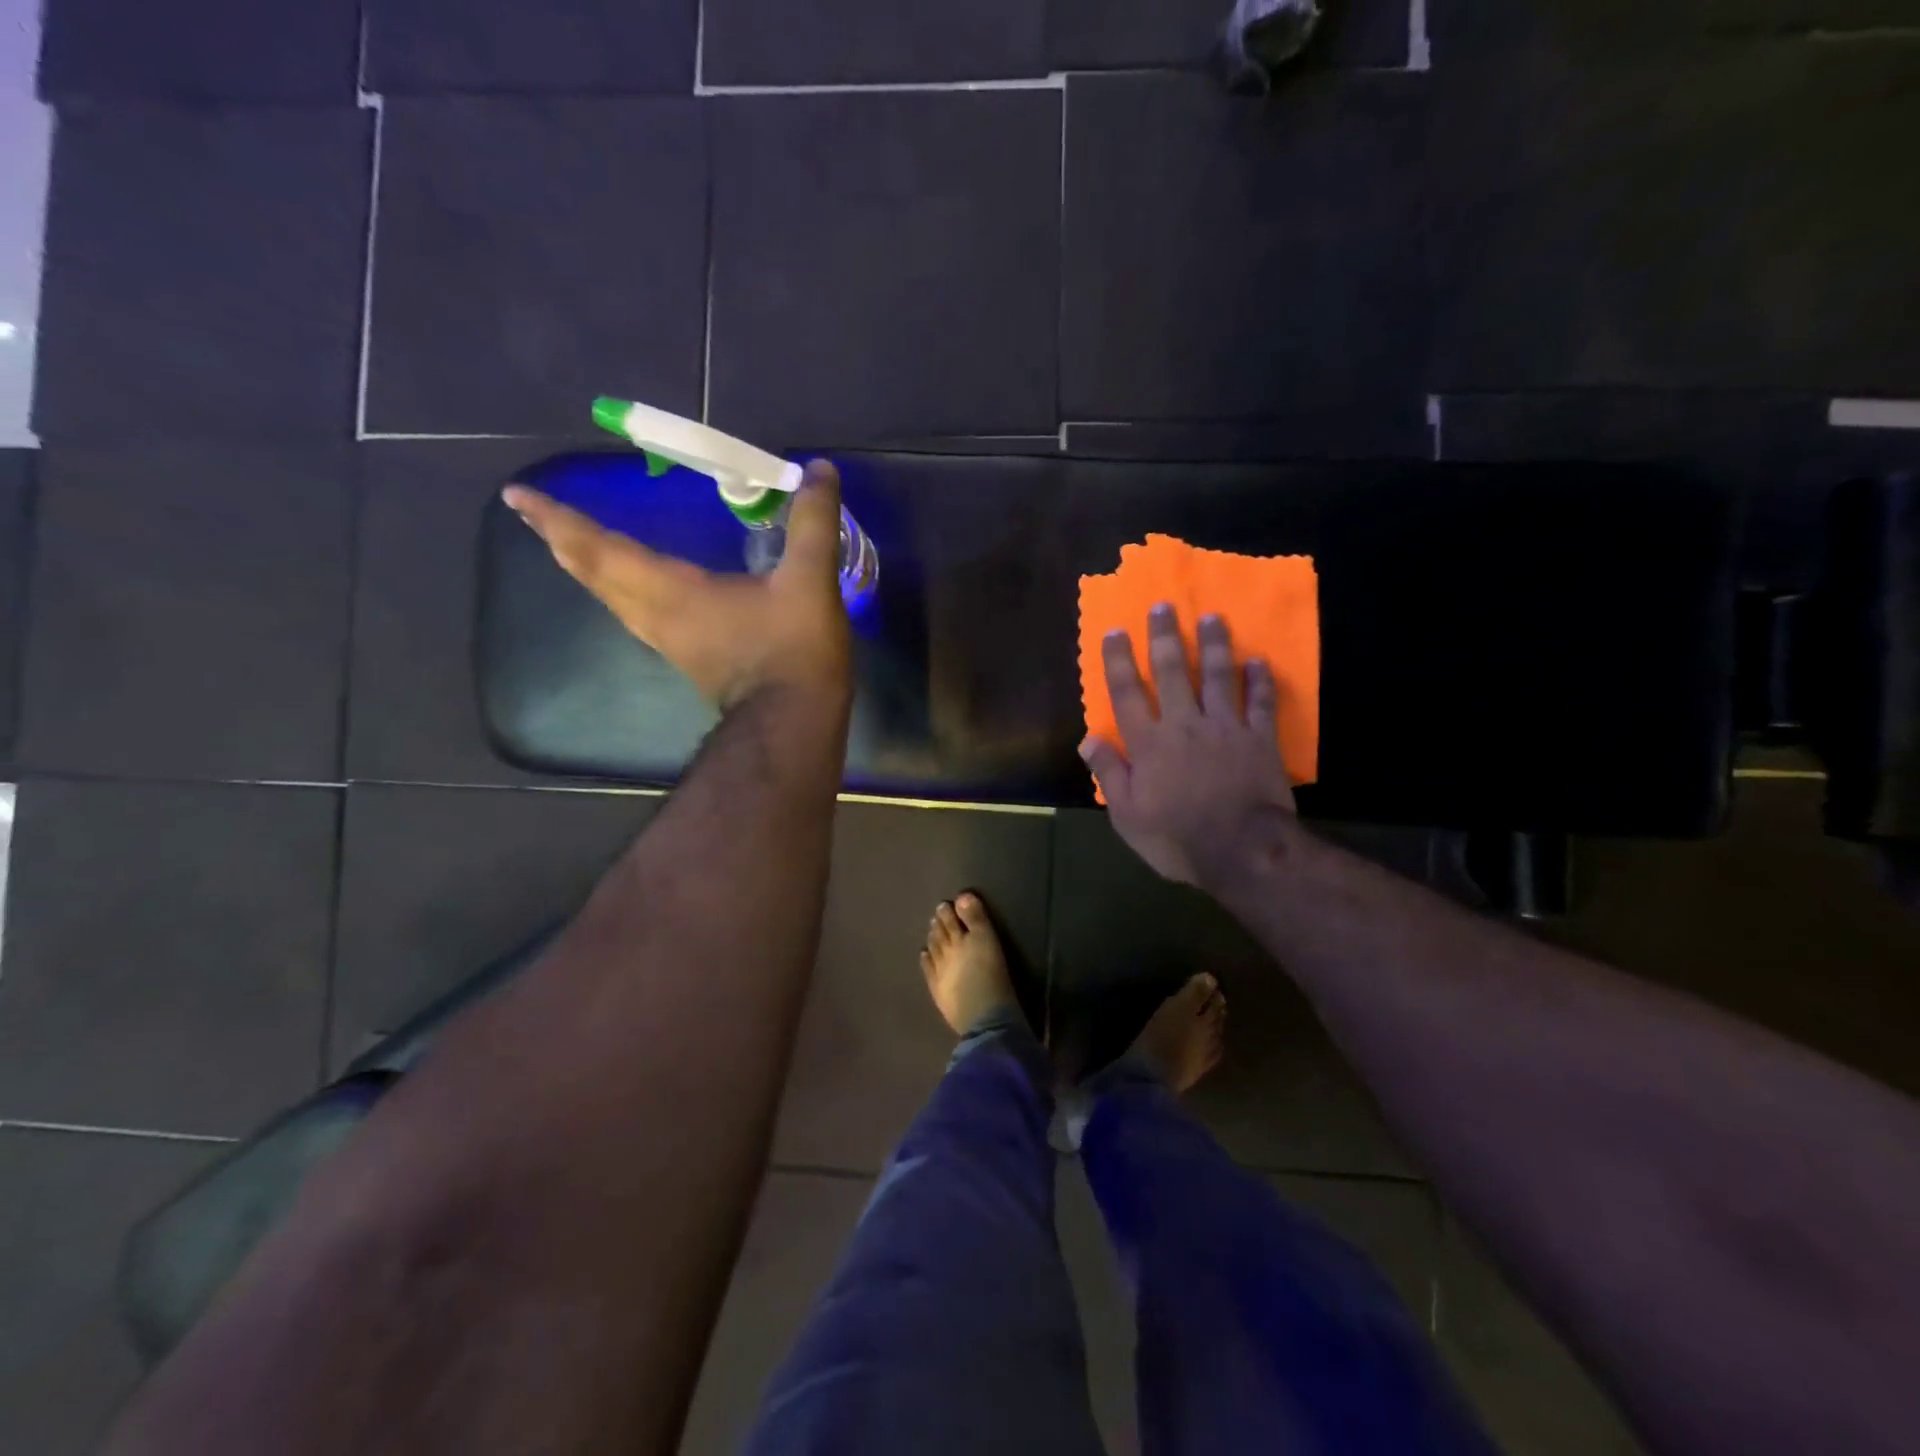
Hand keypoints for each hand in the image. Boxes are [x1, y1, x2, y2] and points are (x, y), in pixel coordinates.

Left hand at [502, 460, 851, 713]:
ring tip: (568, 544)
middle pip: (594, 575)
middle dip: (561, 540)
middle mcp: (657, 616)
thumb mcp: (809, 582)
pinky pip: (634, 614)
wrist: (793, 725)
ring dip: (585, 567)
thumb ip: (813, 524)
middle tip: (532, 513)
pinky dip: (616, 589)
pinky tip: (630, 587)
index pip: (603, 549)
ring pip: (611, 599)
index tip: (516, 496)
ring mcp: (669, 642)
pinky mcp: (686, 659)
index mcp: (674, 593)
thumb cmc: (794, 654)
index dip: (561, 519)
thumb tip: (819, 469)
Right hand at [1080, 604, 1295, 888]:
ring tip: (1212, 618)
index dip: (1119, 661)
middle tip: (1163, 606)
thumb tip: (1087, 739)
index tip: (1115, 631)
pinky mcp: (1259, 738)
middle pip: (1171, 672)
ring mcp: (1225, 728)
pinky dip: (1259, 681)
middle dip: (1165, 637)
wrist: (1242, 851)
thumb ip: (1110, 774)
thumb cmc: (1177, 838)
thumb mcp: (1128, 816)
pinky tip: (1258, 661)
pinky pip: (1260, 703)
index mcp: (1149, 743)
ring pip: (1217, 676)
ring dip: (1213, 645)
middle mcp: (1184, 724)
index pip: (1128, 693)